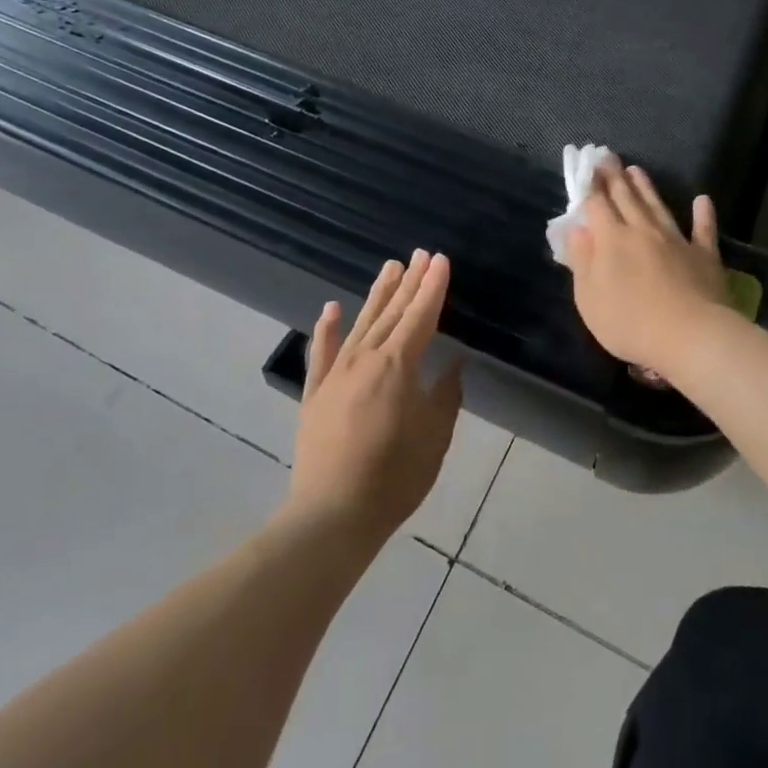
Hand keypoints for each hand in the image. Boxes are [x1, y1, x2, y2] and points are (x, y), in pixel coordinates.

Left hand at [285, 251, 462, 545]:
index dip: (433, 288)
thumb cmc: (395, 476)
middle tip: (419, 254)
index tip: (441, 261)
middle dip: (409, 282)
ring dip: (376, 294)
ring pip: (360, 324)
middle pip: (392, 312)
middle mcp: (365, 358)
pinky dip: (326, 329)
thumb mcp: (435, 437)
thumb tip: (453, 364)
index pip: (421, 316)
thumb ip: (445, 396)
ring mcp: (335, 374)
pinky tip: (330, 308)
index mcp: (398, 365)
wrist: (333, 513)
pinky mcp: (314, 393)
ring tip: (389, 267)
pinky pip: (321, 353)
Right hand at [567, 158, 728, 380]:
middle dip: (614, 177)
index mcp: (611, 240)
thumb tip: (577, 229)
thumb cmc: (630, 323)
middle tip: (607, 156)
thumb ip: (582, 261)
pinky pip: (703, 229)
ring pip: (657, 206)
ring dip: (646, 187)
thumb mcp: (589, 298)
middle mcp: (642, 230)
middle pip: (625, 198)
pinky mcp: (704, 255)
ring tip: (636, 170)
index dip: (589, 186)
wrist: (691, 336)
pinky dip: (703, 214)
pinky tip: (702, 200)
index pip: (596, 205)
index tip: (585, 167)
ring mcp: (676, 240)